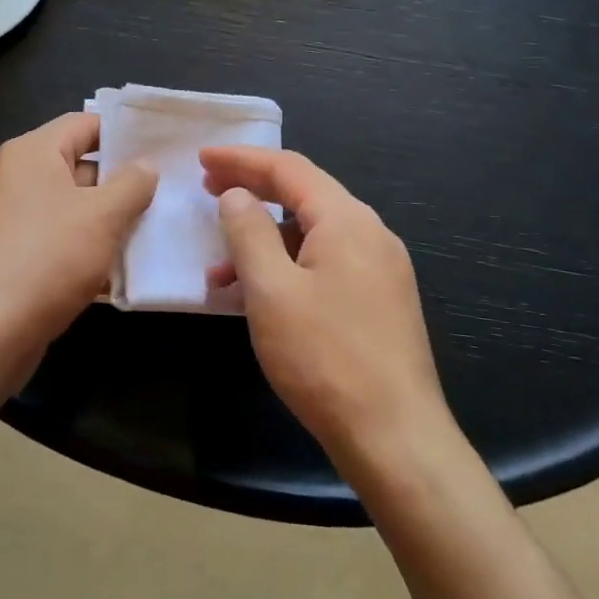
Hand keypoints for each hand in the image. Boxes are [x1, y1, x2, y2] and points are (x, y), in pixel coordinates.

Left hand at [0, 114, 155, 378]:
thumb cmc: (47, 258)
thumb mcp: (103, 216)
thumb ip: (132, 184)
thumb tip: (145, 166)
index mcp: (32, 153)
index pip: (84, 124)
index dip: (123, 133)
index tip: (161, 148)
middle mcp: (15, 177)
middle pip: (78, 166)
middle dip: (120, 183)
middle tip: (165, 193)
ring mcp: (9, 219)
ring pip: (70, 208)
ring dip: (106, 221)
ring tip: (151, 232)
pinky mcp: (9, 256)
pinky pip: (55, 240)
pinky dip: (84, 249)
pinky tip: (117, 271)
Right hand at [202, 147, 453, 476]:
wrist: (397, 440)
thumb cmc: (325, 358)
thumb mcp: (271, 290)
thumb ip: (248, 232)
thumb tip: (237, 195)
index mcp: (347, 220)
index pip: (289, 168)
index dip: (242, 159)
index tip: (202, 158)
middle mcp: (370, 233)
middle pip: (304, 194)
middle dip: (253, 189)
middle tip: (207, 189)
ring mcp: (380, 268)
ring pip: (313, 233)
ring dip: (266, 238)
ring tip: (220, 264)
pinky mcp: (380, 300)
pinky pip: (326, 263)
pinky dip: (288, 266)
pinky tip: (259, 296)